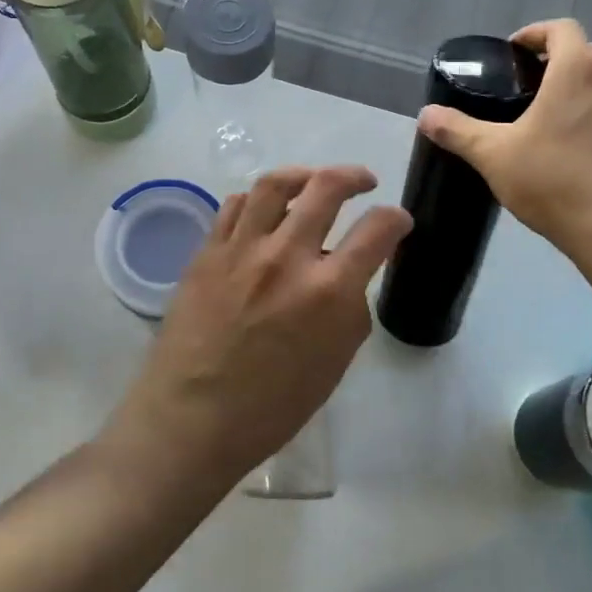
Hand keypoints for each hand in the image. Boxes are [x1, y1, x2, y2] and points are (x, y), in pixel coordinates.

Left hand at [104, 167, 412, 490]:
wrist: (194, 417)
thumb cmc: (272, 407)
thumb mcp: (334, 363)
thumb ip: (349, 310)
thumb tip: (346, 278)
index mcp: (328, 291)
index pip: (377, 230)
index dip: (396, 219)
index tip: (398, 221)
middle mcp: (286, 256)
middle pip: (326, 187)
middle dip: (353, 176)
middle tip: (363, 182)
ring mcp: (241, 249)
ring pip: (274, 184)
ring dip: (302, 175)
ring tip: (312, 181)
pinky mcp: (207, 252)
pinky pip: (234, 206)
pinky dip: (256, 200)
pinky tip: (263, 210)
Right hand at [418, 19, 591, 253]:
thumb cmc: (553, 180)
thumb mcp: (493, 154)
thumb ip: (458, 131)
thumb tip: (426, 115)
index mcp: (578, 72)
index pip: (562, 28)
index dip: (534, 33)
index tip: (511, 54)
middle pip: (585, 52)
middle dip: (554, 60)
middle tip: (522, 86)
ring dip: (575, 90)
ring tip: (542, 119)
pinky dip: (591, 119)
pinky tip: (567, 151)